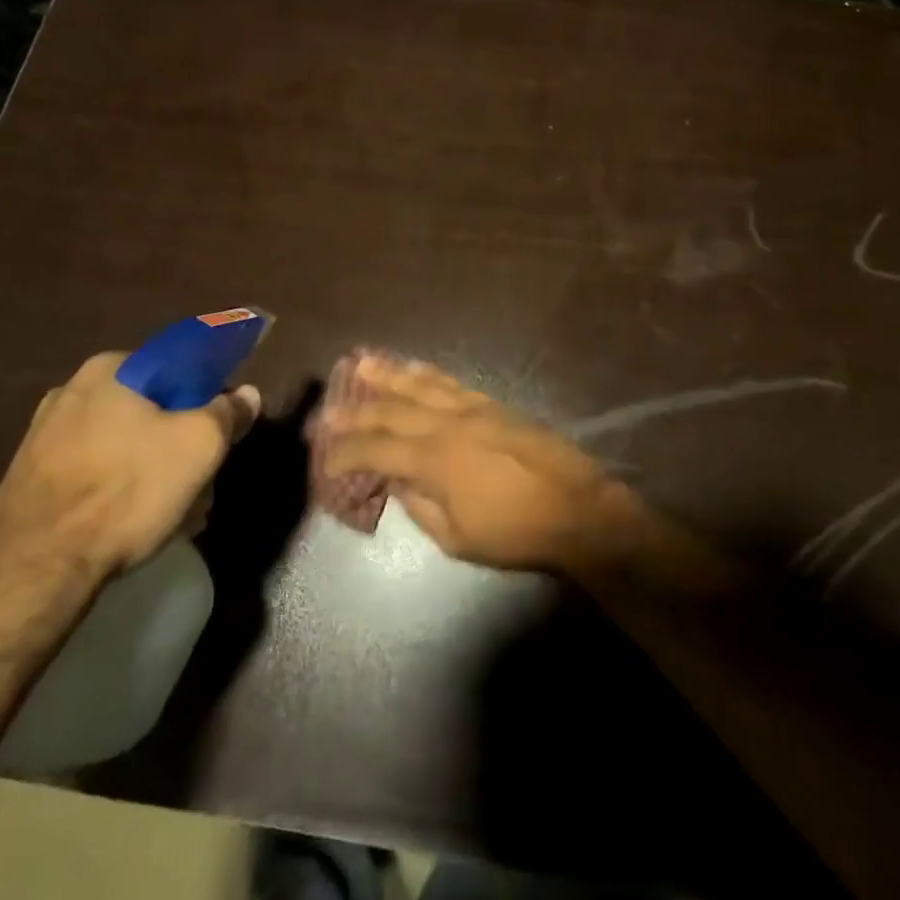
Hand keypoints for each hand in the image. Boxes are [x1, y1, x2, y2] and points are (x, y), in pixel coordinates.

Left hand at [0, 353, 260, 585]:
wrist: (34, 569)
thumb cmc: (126, 492)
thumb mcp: (200, 446)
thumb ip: (228, 412)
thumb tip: (246, 394)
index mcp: (112, 368)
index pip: (180, 369)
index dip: (209, 400)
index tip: (221, 435)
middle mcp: (72, 390)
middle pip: (152, 409)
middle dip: (181, 444)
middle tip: (201, 483)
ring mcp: (44, 434)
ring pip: (124, 443)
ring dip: (154, 470)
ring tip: (173, 513)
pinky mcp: (30, 477)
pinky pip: (93, 471)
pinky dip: (119, 489)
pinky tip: (133, 523)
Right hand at [315, 355, 730, 588]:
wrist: (576, 508)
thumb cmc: (515, 533)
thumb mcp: (456, 537)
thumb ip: (418, 505)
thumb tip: (396, 481)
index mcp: (433, 461)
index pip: (374, 450)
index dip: (343, 450)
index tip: (322, 454)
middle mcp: (446, 424)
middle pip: (391, 409)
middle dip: (355, 408)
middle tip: (328, 406)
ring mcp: (471, 409)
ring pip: (420, 385)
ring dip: (387, 374)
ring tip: (360, 362)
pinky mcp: (492, 404)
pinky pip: (451, 382)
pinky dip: (427, 373)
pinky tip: (413, 367)